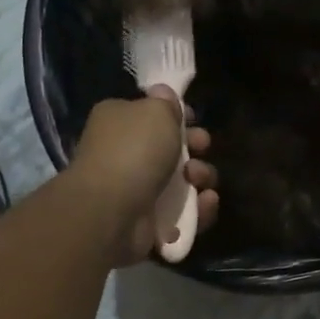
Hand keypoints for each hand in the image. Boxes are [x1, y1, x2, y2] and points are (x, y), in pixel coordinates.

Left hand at [68, 87, 219, 264]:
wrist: (113, 211)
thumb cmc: (134, 151)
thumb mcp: (155, 112)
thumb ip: (166, 103)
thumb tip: (164, 94)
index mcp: (119, 123)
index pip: (151, 115)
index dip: (177, 117)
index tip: (194, 120)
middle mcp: (124, 156)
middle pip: (171, 150)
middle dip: (194, 149)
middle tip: (202, 148)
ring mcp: (136, 192)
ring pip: (181, 184)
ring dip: (200, 178)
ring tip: (198, 180)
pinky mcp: (149, 224)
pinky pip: (184, 215)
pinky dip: (199, 211)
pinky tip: (206, 203)